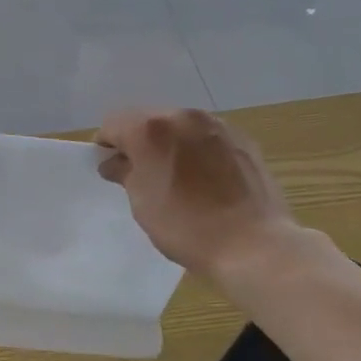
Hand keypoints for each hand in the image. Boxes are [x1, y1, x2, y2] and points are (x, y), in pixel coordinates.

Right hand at [95, 107, 301, 280]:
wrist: (253, 244)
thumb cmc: (186, 226)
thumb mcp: (142, 203)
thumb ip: (124, 173)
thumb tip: (115, 162)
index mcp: (150, 128)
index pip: (113, 123)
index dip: (106, 144)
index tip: (110, 168)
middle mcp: (182, 116)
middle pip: (147, 119)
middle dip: (139, 141)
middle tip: (141, 173)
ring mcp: (216, 124)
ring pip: (179, 126)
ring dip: (170, 143)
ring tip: (177, 176)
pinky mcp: (242, 138)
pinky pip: (206, 136)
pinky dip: (197, 149)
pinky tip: (205, 178)